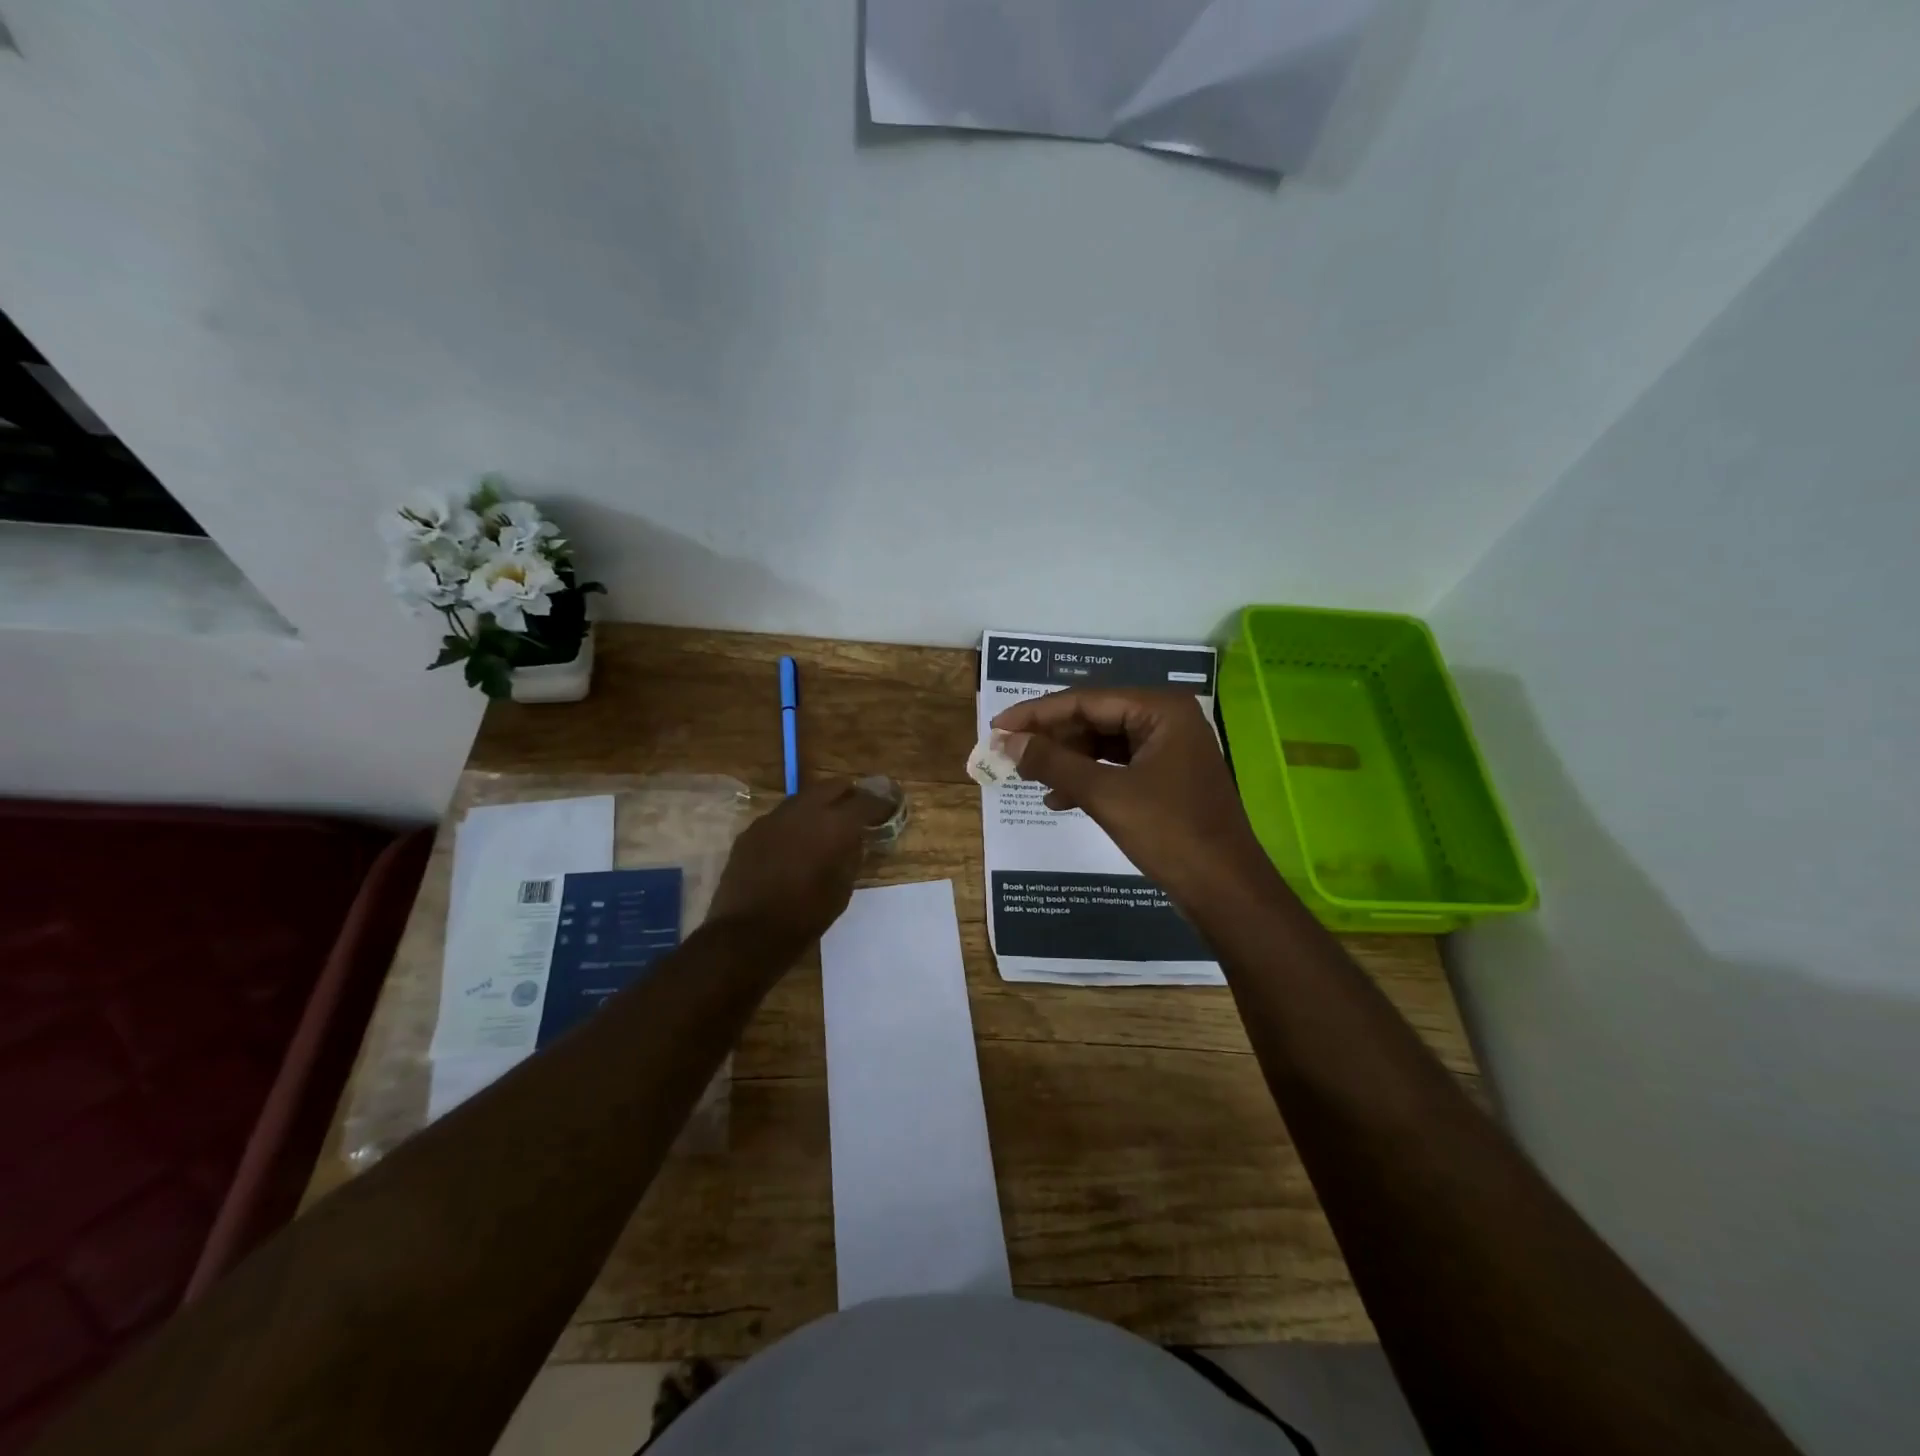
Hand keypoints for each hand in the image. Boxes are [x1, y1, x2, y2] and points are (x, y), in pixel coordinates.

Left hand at [706, 779, 892, 952]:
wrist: (747, 933)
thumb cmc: (805, 916)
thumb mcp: (842, 889)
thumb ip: (851, 856)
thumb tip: (854, 839)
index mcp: (834, 825)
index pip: (865, 801)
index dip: (880, 803)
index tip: (888, 808)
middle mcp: (804, 811)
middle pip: (832, 787)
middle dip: (848, 795)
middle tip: (856, 810)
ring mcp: (773, 818)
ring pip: (803, 798)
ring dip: (818, 806)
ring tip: (825, 825)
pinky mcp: (751, 831)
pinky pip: (780, 818)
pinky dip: (794, 824)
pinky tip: (794, 843)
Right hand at [991, 688, 1275, 913]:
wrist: (1225, 890)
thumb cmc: (1170, 833)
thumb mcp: (1106, 794)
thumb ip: (1054, 763)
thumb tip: (1008, 743)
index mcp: (1161, 710)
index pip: (1086, 700)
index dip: (1037, 714)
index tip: (997, 727)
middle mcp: (1167, 720)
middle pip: (1095, 718)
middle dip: (1051, 737)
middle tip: (1008, 752)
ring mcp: (1169, 750)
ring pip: (1103, 744)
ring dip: (1066, 760)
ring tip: (1028, 776)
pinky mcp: (1166, 778)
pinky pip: (1117, 767)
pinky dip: (1088, 779)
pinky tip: (1059, 799)